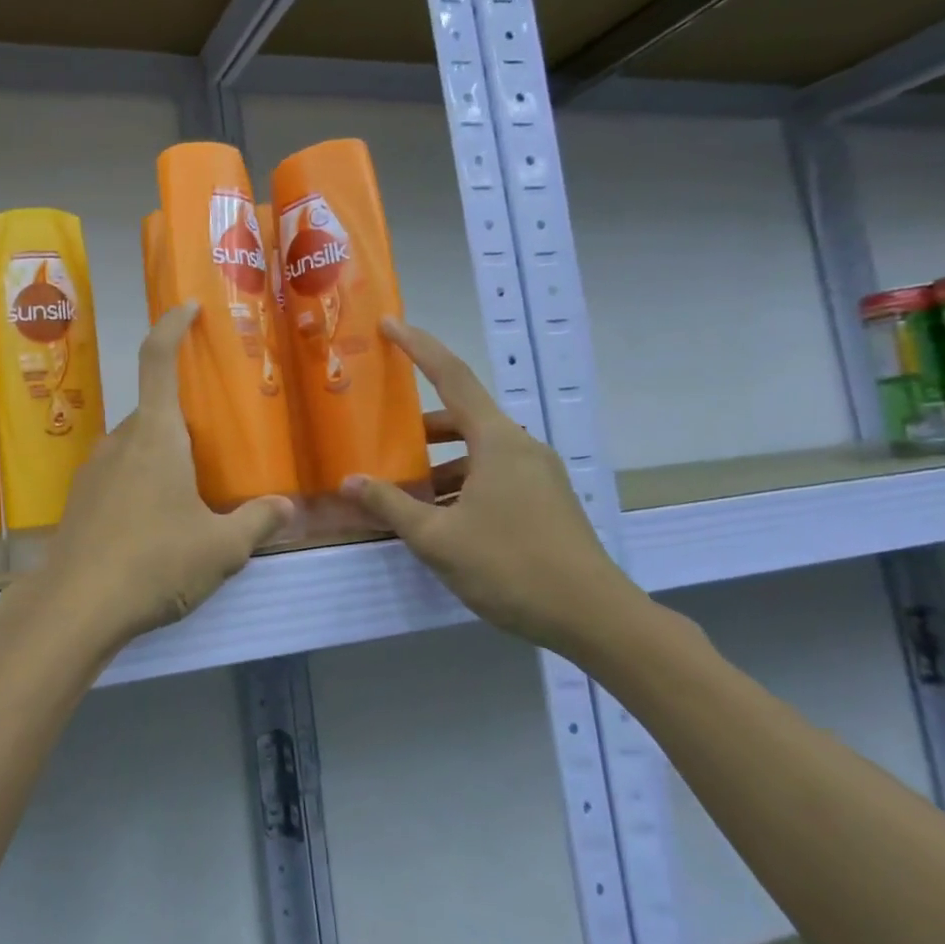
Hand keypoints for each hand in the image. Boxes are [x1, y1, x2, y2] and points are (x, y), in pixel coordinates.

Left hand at [21, 303, 292, 656]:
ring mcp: (93, 469)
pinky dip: (140, 483)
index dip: (172, 326)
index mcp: (156, 435)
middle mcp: (120, 441)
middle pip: (154, 411)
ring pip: (136, 446)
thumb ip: (257, 522)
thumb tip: (286, 508)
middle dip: (184, 420)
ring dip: (162, 456)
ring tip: (191, 494)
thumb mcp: (221, 548)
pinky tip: (155, 526)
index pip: (158, 359)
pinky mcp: (79, 500)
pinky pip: (118, 475)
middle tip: (215, 446)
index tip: (188, 308)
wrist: (75, 606)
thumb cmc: (155, 563)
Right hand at [342, 318, 647, 659]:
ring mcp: (537, 474)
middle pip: (462, 416)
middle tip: (382, 435)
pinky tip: (438, 516)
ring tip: (403, 489)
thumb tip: (349, 481)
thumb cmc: (511, 566)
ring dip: (438, 462)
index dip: (418, 347)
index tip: (389, 324)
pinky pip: (492, 474)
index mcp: (497, 441)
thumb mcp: (437, 538)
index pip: (452, 377)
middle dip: (419, 426)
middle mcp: (520, 447)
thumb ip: (390, 505)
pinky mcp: (544, 500)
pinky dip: (460, 482)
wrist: (595, 618)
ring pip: (476, 451)